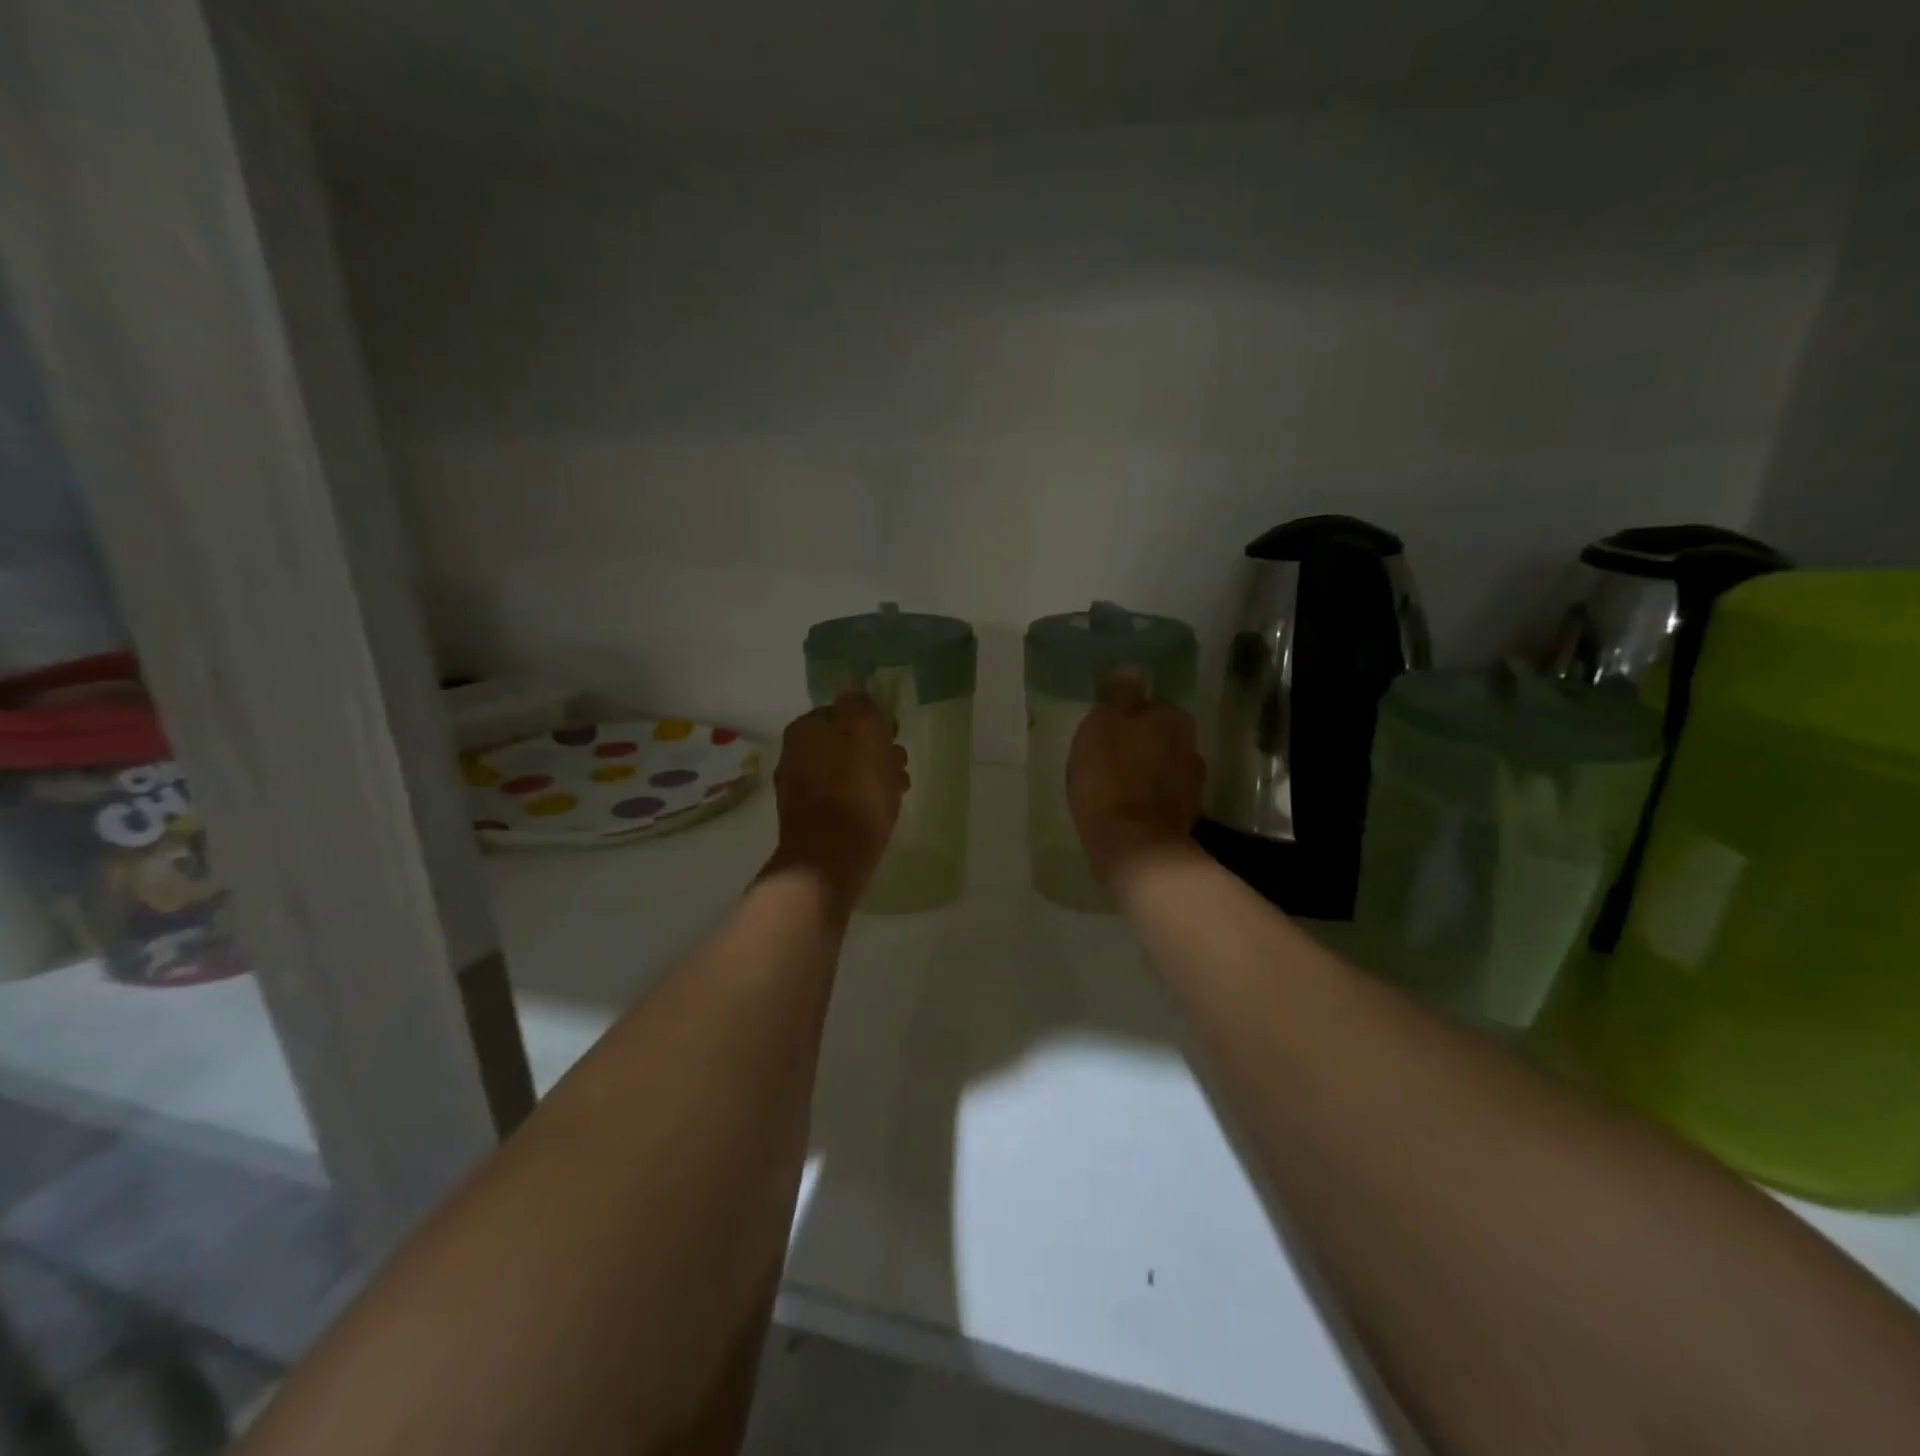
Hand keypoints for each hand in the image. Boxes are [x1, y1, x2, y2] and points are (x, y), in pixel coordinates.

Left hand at [768, 691, 908, 905]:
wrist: (830, 856)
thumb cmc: (853, 788)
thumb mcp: (864, 730)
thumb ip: (860, 705)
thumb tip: (853, 691)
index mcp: (804, 728)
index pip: (842, 711)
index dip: (872, 721)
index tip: (894, 735)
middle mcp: (794, 754)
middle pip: (844, 743)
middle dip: (874, 750)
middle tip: (900, 762)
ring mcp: (798, 788)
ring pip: (845, 771)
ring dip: (873, 775)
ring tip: (898, 790)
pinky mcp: (809, 819)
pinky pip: (842, 798)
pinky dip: (861, 799)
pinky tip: (881, 810)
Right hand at [1067, 676, 1205, 888]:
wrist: (1134, 845)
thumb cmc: (1110, 776)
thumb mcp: (1103, 725)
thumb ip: (1119, 696)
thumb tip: (1132, 670)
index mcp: (1172, 718)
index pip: (1153, 705)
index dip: (1129, 716)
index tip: (1107, 730)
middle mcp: (1191, 746)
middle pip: (1162, 736)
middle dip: (1141, 743)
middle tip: (1108, 756)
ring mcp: (1192, 784)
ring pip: (1165, 766)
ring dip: (1147, 771)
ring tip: (1116, 784)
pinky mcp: (1185, 816)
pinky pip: (1163, 796)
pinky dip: (1149, 798)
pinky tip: (1127, 807)